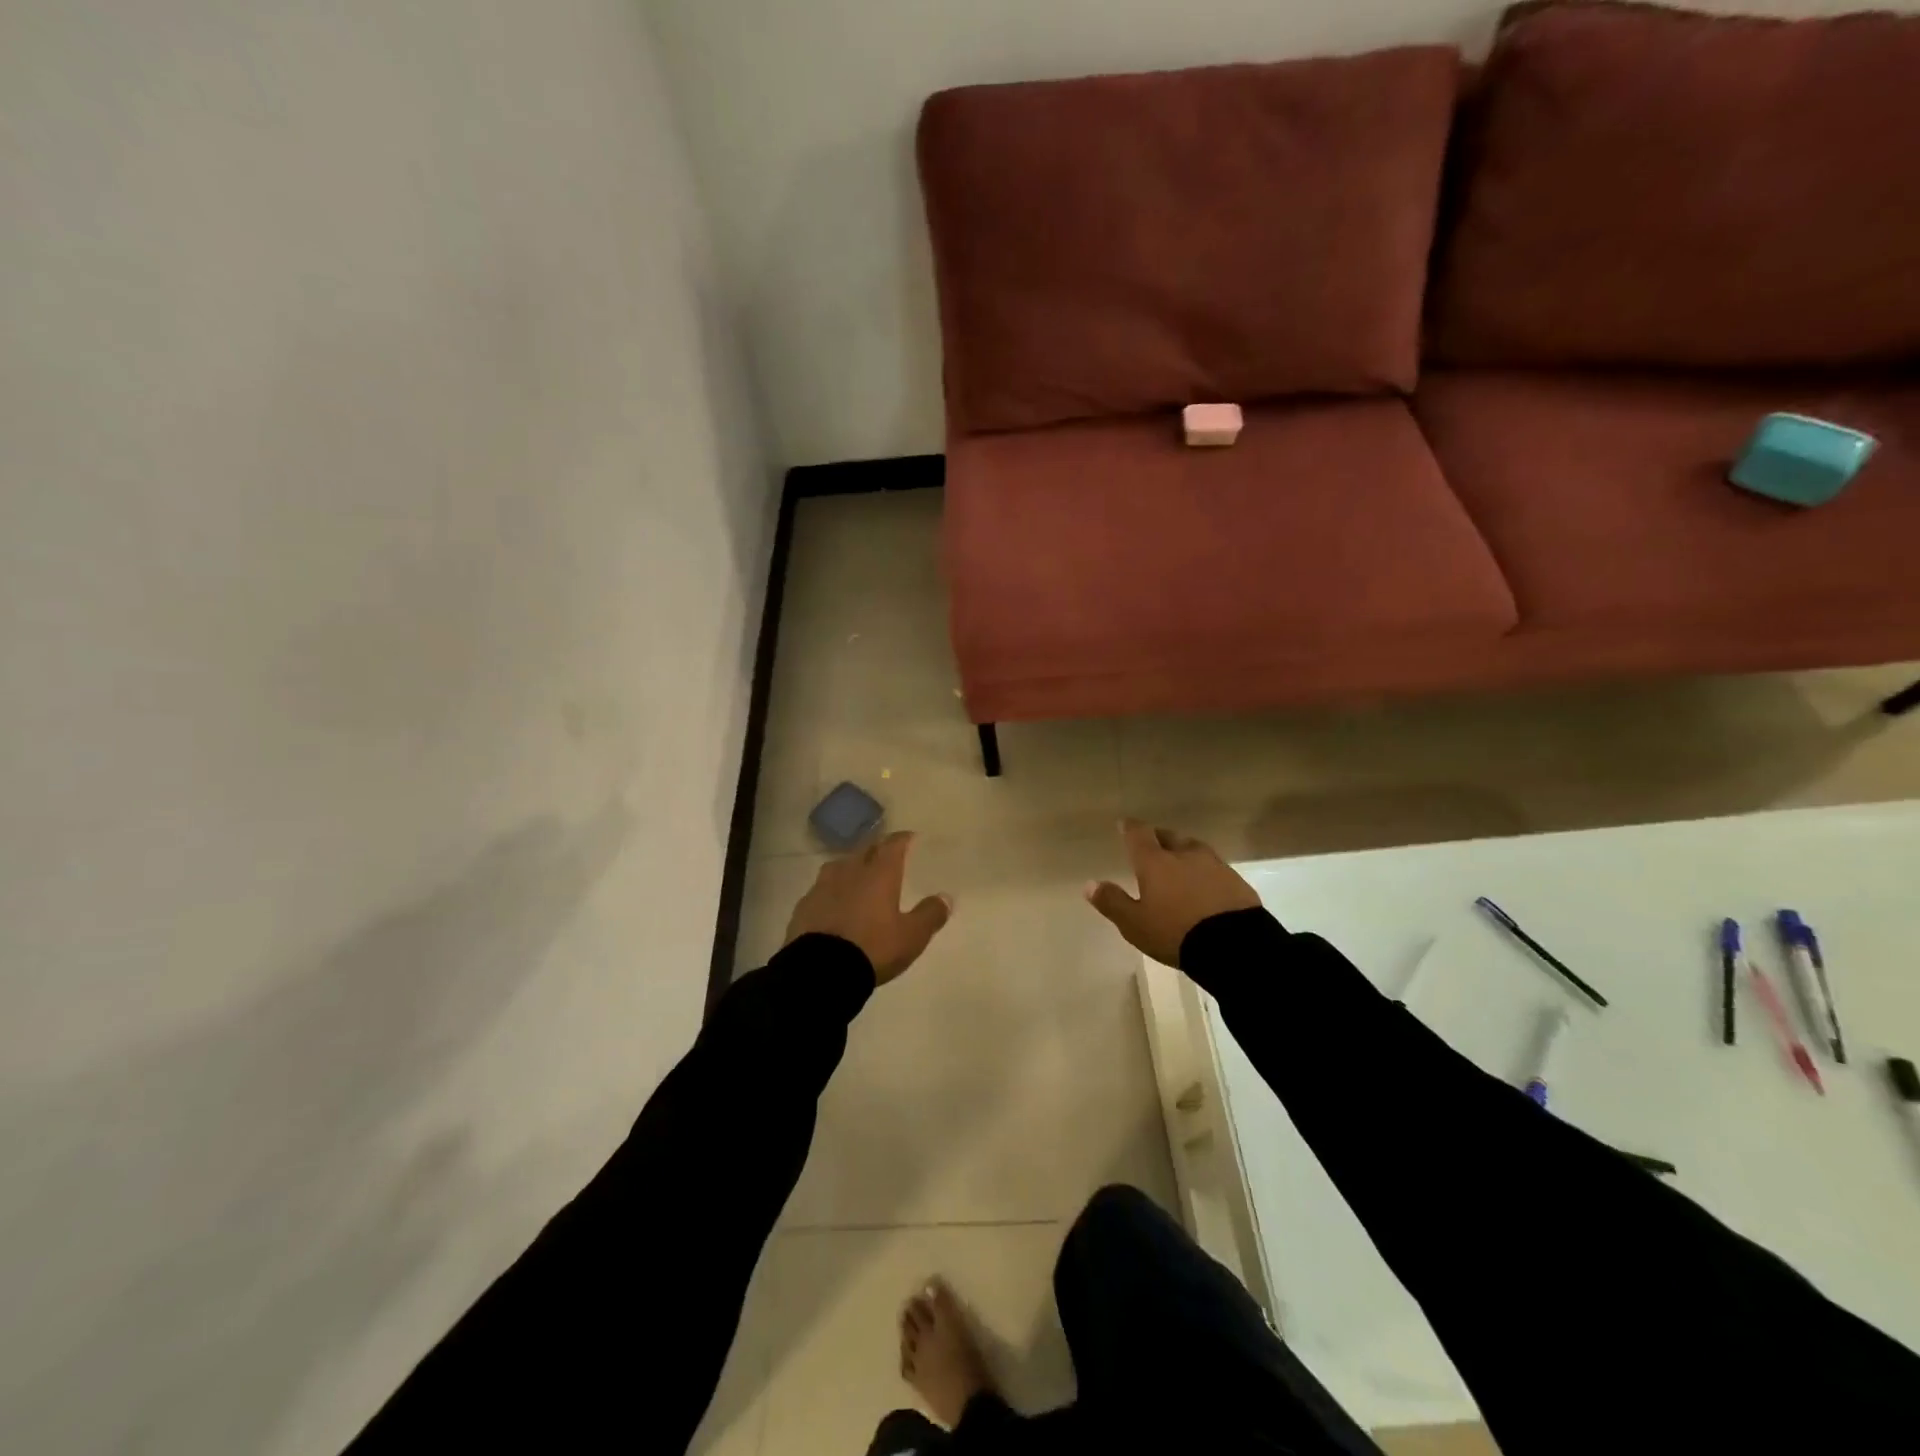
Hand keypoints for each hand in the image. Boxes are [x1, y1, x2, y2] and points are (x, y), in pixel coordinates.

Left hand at [784, 831, 952, 984]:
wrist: (820, 970)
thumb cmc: (873, 947)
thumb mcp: (911, 936)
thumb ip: (930, 915)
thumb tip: (945, 897)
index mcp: (879, 874)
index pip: (893, 845)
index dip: (902, 839)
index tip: (909, 838)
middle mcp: (850, 871)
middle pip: (865, 851)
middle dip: (877, 850)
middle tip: (886, 856)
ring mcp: (823, 886)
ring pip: (840, 866)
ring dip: (852, 867)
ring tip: (858, 876)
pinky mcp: (804, 905)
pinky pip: (821, 889)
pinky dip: (832, 891)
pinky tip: (833, 902)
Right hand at [1085, 820, 1259, 967]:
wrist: (1234, 946)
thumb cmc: (1175, 932)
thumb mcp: (1135, 924)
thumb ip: (1112, 902)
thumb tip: (1089, 884)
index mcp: (1155, 862)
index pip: (1139, 834)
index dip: (1130, 828)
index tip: (1125, 824)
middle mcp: (1184, 855)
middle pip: (1169, 837)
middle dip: (1159, 839)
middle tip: (1153, 846)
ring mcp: (1214, 865)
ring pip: (1194, 849)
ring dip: (1184, 853)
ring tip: (1180, 865)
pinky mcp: (1236, 880)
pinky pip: (1214, 868)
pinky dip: (1205, 871)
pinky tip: (1205, 886)